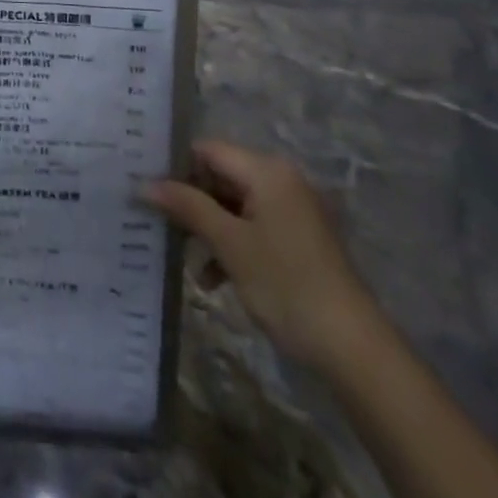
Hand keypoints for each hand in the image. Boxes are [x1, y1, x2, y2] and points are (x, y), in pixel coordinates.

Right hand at [143, 141, 377, 371]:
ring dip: (208, 229)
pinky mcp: (298, 239)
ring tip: (184, 259)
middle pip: (221, 177)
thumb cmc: (286, 284)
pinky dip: (232, 245)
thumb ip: (187, 207)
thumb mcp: (229, 244)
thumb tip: (144, 184)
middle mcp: (281, 180)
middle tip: (158, 224)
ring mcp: (293, 211)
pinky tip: (212, 279)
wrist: (352, 347)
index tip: (148, 189)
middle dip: (191, 202)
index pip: (208, 150)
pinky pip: (253, 227)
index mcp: (267, 171)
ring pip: (235, 206)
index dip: (176, 166)